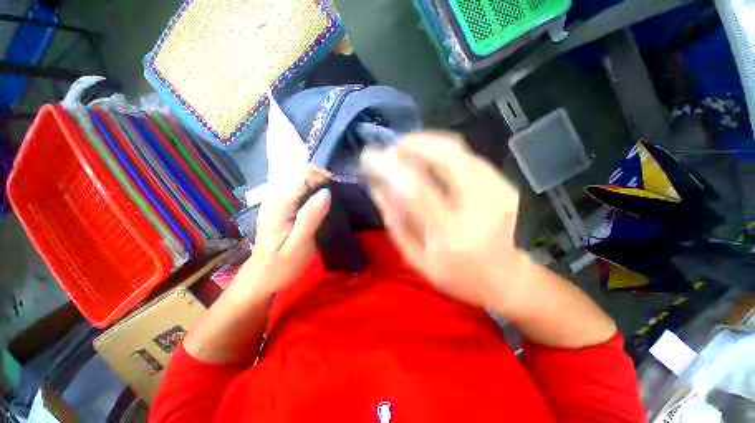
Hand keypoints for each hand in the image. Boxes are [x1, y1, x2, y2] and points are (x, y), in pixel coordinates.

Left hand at [237, 166, 331, 296]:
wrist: (261, 277)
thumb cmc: (281, 265)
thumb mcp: (299, 245)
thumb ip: (311, 218)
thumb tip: (326, 192)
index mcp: (279, 205)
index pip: (302, 175)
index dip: (322, 177)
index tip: (338, 189)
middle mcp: (274, 197)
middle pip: (299, 172)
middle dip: (320, 177)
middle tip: (336, 194)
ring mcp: (274, 200)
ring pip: (298, 177)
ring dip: (316, 182)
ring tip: (330, 197)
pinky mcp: (278, 205)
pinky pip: (296, 187)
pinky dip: (310, 188)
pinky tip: (318, 201)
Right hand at [360, 132, 527, 314]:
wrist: (504, 278)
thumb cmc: (455, 275)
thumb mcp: (415, 257)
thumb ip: (395, 221)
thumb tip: (377, 186)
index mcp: (452, 234)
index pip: (417, 189)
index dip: (391, 167)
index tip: (370, 156)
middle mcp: (480, 206)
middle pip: (446, 155)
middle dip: (413, 144)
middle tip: (392, 148)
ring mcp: (497, 190)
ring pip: (458, 149)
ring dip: (427, 144)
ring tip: (406, 152)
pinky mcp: (504, 183)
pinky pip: (468, 155)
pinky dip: (443, 151)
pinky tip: (429, 159)